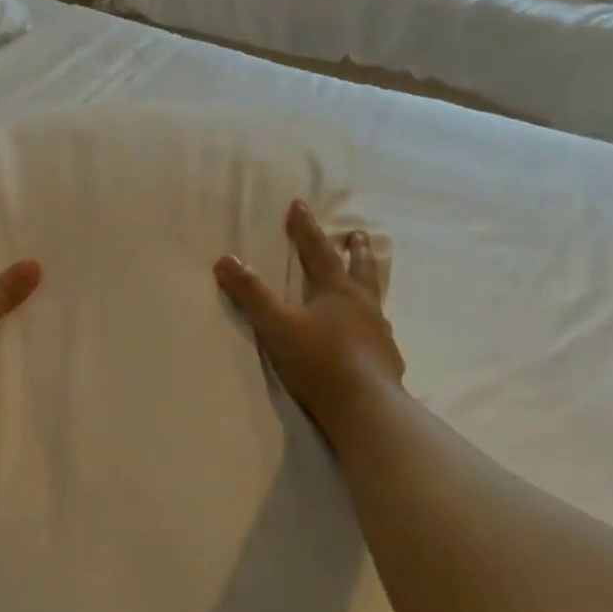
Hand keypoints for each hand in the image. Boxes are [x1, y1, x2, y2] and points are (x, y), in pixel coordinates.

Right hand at [215, 200, 404, 427]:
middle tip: (358, 234)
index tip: (299, 204)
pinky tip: (372, 334)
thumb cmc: (318, 360)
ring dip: (369, 282)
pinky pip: (380, 332)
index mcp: (336, 291)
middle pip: (360, 268)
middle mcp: (363, 305)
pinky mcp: (387, 360)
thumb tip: (225, 259)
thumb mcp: (275, 325)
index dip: (306, 228)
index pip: (318, 250)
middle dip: (355, 250)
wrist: (365, 407)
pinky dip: (373, 323)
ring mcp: (379, 333)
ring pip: (375, 298)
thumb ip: (251, 293)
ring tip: (368, 279)